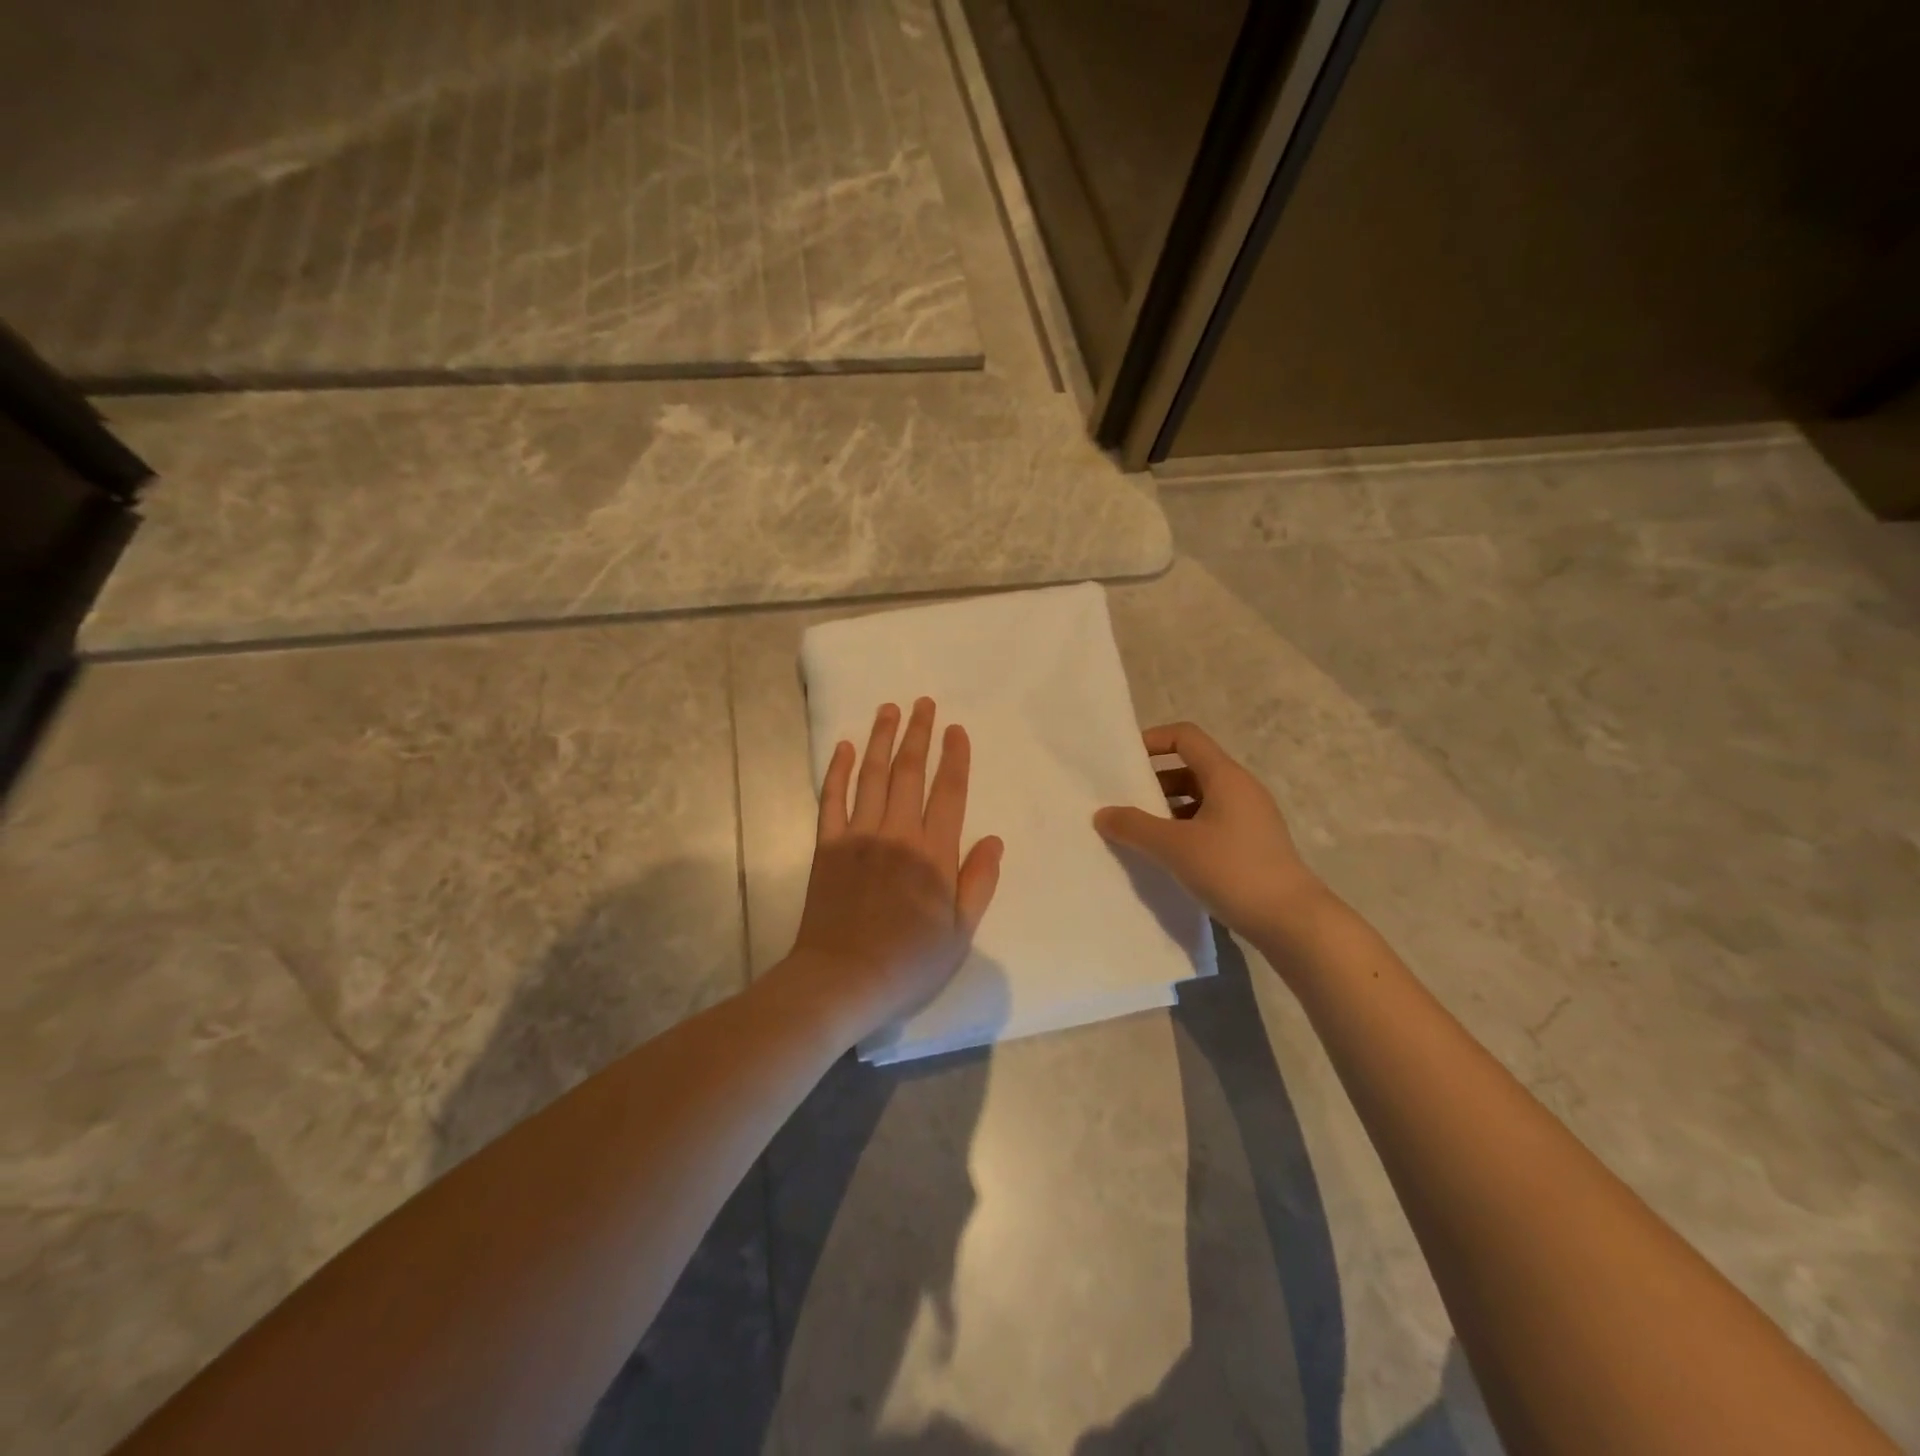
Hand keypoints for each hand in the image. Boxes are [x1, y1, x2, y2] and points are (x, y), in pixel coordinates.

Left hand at [784, 698, 1003, 1048]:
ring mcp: (858, 836)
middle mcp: (897, 833)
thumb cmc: (908, 962)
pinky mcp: (827, 845)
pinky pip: (831, 799)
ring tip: (888, 709)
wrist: (842, 979)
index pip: (948, 792)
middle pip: (909, 772)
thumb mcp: (960, 933)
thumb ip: (979, 882)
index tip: (956, 729)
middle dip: (918, 734)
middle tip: (922, 703)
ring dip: (881, 739)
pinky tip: (844, 747)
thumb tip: (995, 841)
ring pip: (872, 776)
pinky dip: (838, 770)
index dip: (954, 757)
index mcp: (934, 854)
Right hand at [1093, 721, 1325, 944]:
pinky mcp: (1251, 845)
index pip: (1186, 737)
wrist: (1292, 921)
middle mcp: (1240, 789)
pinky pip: (1210, 823)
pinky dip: (1184, 830)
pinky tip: (1166, 856)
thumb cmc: (1233, 871)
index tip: (1124, 761)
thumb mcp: (1175, 847)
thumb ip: (1134, 827)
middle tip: (1123, 802)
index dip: (1153, 740)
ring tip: (1138, 832)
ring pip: (1199, 799)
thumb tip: (1102, 814)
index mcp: (1226, 777)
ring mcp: (1249, 818)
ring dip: (1167, 809)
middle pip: (1191, 768)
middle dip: (1154, 781)